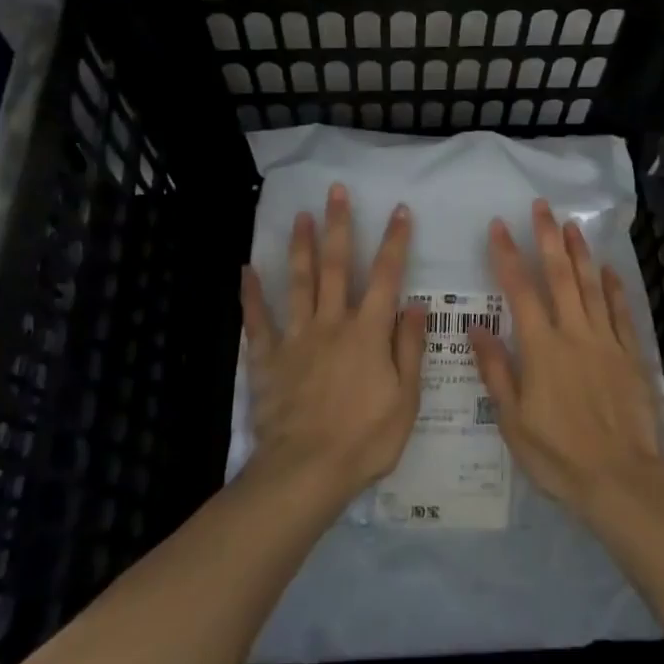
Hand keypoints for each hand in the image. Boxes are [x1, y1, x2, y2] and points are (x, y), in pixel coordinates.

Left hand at [241, 184, 425, 504]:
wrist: (306, 472)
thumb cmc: (365, 439)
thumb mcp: (406, 399)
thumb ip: (410, 349)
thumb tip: (417, 306)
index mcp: (368, 332)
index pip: (385, 276)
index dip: (394, 241)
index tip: (398, 210)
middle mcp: (332, 323)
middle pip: (335, 265)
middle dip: (338, 225)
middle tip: (335, 191)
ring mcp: (297, 337)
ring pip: (298, 282)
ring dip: (300, 246)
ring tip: (299, 215)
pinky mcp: (269, 358)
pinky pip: (258, 320)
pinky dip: (252, 294)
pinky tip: (246, 269)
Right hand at [469, 200, 663, 517]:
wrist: (621, 479)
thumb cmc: (558, 455)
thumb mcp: (513, 421)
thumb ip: (496, 371)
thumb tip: (476, 330)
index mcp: (541, 348)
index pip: (520, 290)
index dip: (507, 255)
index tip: (498, 226)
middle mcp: (574, 333)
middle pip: (560, 276)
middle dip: (548, 238)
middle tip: (542, 206)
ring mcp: (605, 341)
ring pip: (591, 286)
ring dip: (580, 252)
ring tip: (573, 224)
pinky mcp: (630, 355)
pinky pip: (620, 312)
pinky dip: (613, 288)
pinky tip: (609, 269)